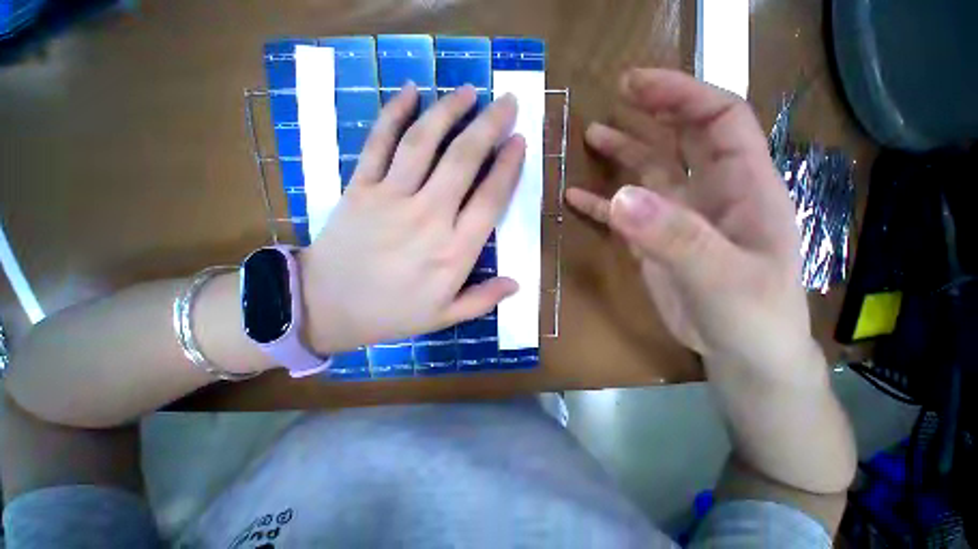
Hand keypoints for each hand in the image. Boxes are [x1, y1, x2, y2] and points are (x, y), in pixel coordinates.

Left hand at [299, 84, 525, 353]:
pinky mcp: (360, 188)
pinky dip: (394, 113)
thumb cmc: (392, 313)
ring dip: (449, 111)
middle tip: (506, 102)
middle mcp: (428, 217)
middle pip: (463, 161)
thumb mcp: (444, 317)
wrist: (326, 308)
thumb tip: (516, 284)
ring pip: (424, 143)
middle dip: (489, 127)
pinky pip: (379, 143)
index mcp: (453, 252)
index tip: (519, 142)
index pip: (489, 199)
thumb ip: (483, 300)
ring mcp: (391, 198)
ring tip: (469, 91)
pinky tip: (410, 90)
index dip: (508, 167)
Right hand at [567, 69, 820, 377]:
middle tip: (616, 96)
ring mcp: (678, 220)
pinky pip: (624, 215)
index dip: (682, 95)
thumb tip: (620, 197)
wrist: (743, 356)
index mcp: (744, 187)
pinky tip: (577, 197)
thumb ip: (674, 236)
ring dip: (621, 153)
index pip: (719, 119)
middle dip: (653, 111)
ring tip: (591, 136)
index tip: (638, 84)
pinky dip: (601, 204)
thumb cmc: (753, 316)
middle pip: (682, 138)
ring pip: (649, 173)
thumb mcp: (722, 277)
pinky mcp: (654, 243)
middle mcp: (710, 194)